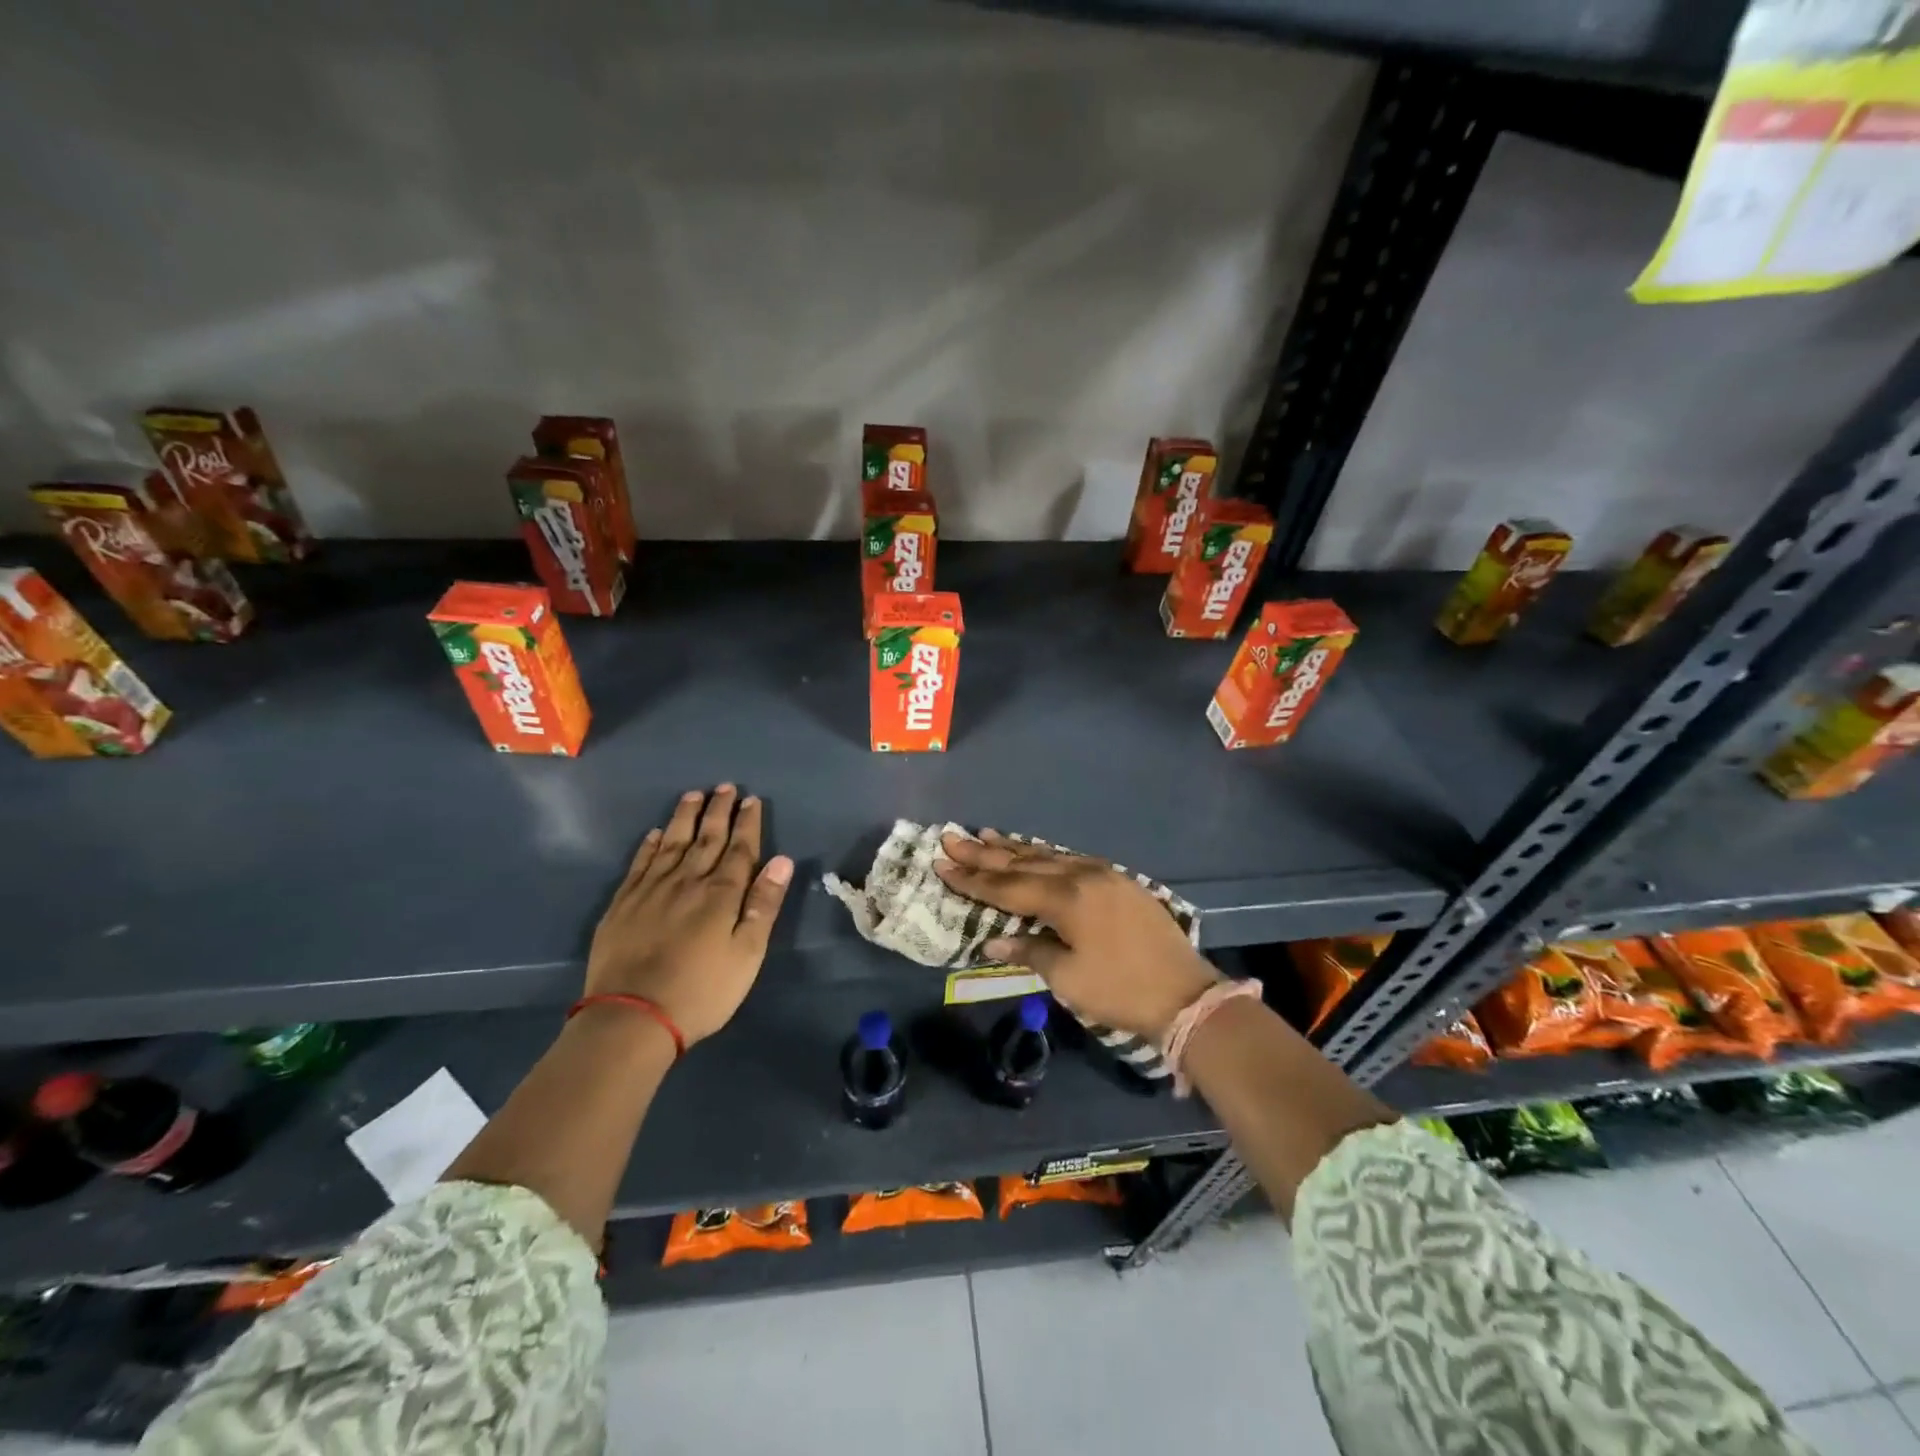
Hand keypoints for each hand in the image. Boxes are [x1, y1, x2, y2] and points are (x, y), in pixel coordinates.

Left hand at [585, 786, 793, 1045]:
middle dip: (718, 811)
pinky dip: (649, 846)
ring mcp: (651, 890)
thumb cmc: (702, 990)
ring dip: (684, 818)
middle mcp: (687, 881)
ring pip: (671, 843)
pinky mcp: (623, 905)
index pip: (739, 849)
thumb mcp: (747, 953)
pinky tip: (654, 834)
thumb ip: (764, 904)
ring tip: (692, 796)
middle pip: (706, 839)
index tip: (752, 800)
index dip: (747, 823)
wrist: (631, 1018)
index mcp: (721, 894)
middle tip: (725, 786)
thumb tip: (783, 860)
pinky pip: (639, 864)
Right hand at [934, 831, 1219, 1042]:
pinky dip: (1044, 854)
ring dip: (1014, 847)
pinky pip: (1070, 859)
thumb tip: (993, 941)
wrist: (1186, 994)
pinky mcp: (1119, 880)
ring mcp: (1103, 874)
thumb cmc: (1121, 990)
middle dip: (985, 854)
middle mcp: (1082, 876)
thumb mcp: (1069, 978)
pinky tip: (1033, 851)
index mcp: (1067, 899)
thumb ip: (1030, 952)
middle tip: (951, 839)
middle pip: (1024, 863)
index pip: (1008, 887)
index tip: (942, 865)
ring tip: (984, 834)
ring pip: (1048, 855)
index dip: (973, 879)